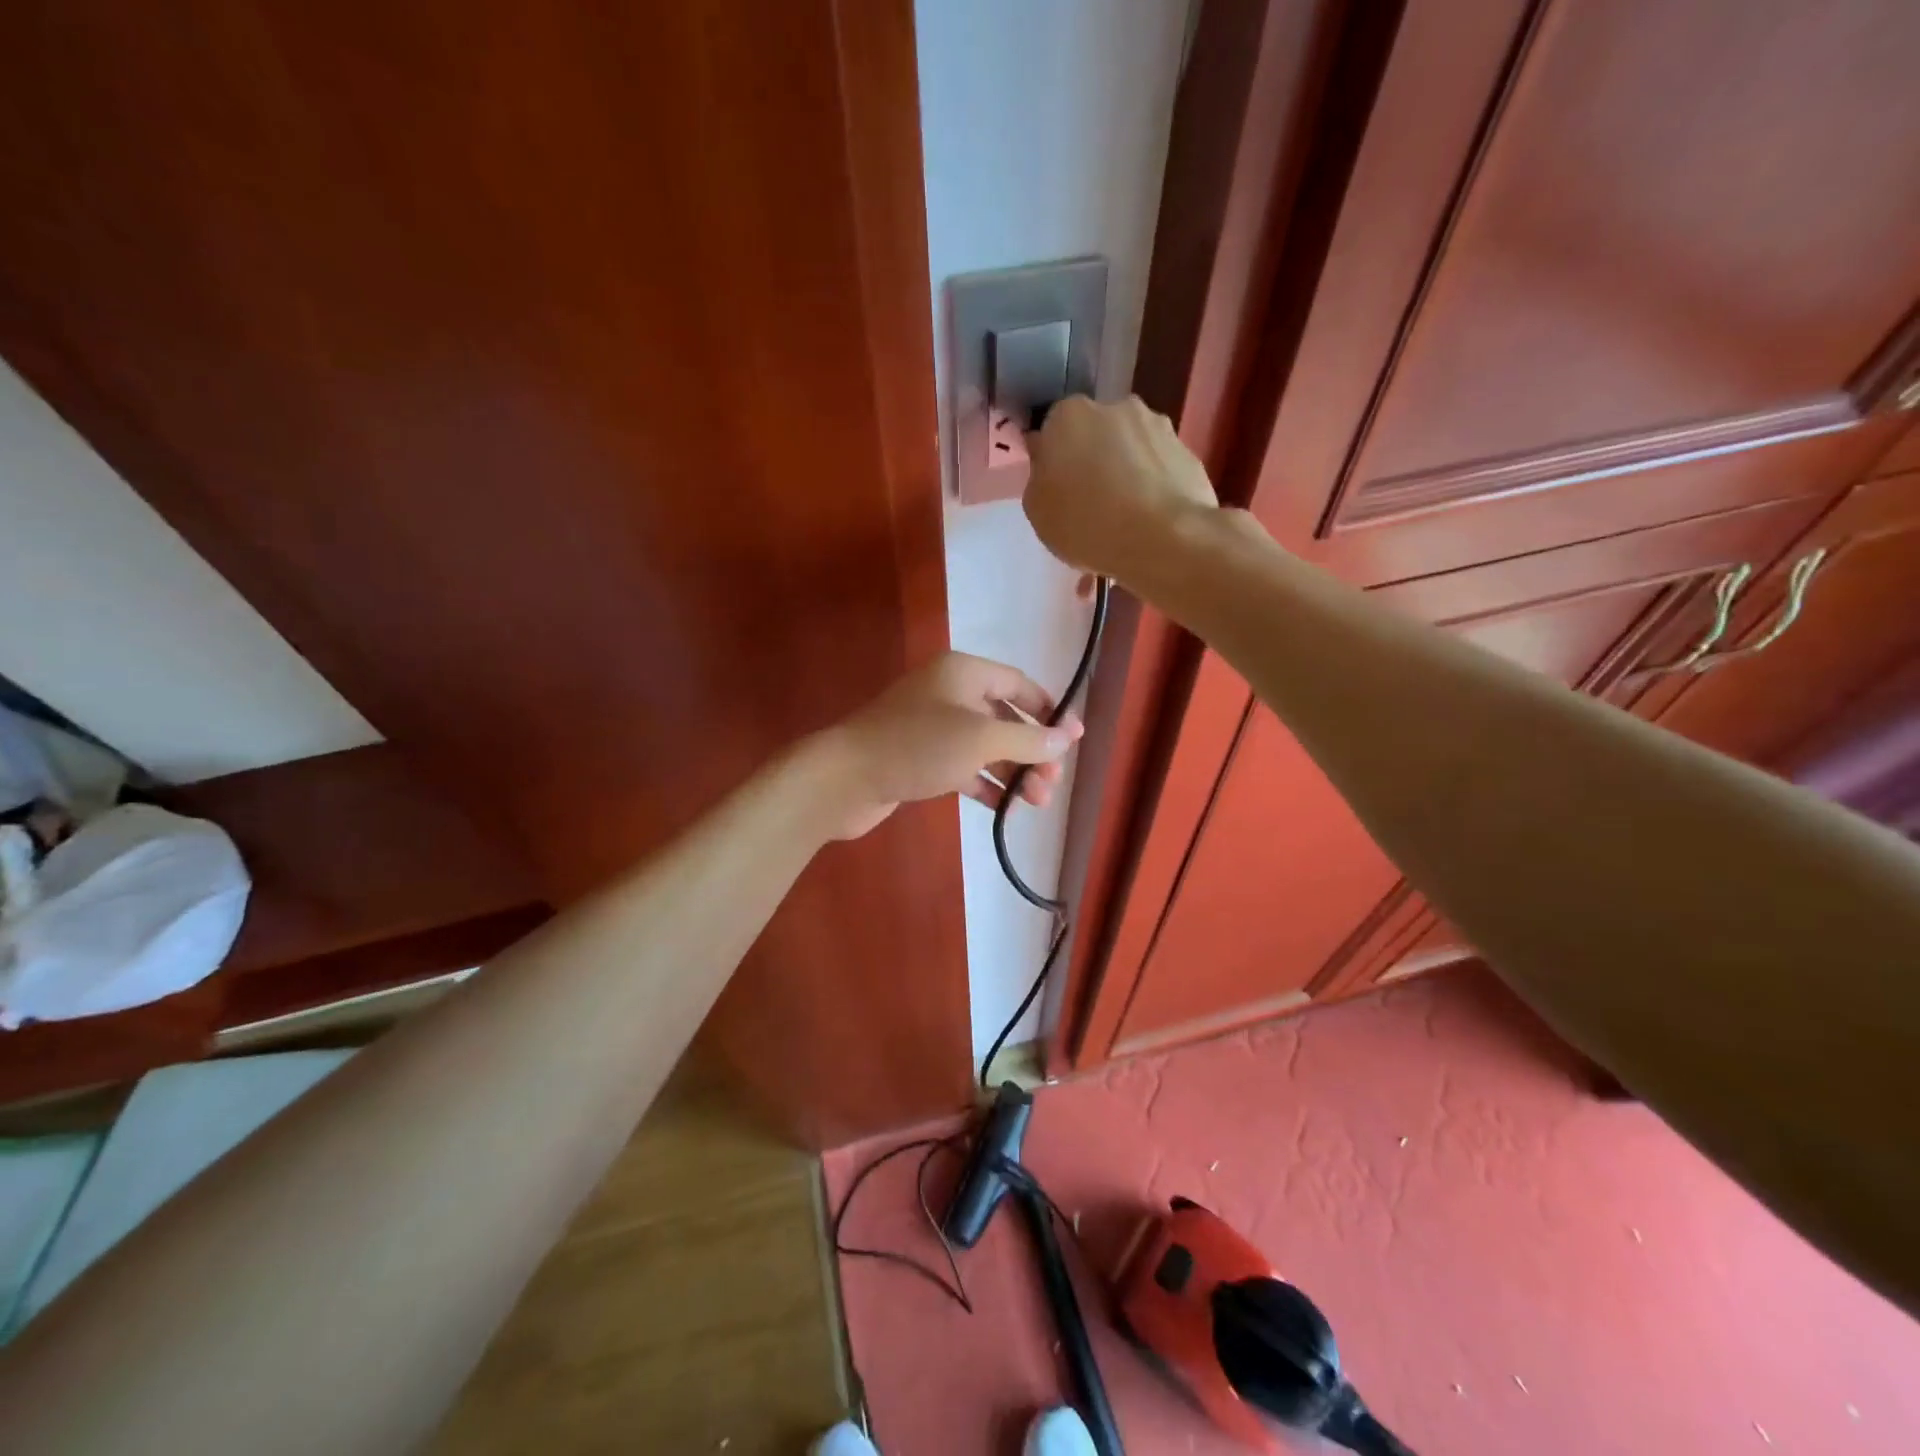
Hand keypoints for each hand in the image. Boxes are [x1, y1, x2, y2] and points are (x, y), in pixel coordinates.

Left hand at [816, 653, 1083, 839]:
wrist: (845, 777)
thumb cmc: (918, 746)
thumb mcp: (981, 739)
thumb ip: (1028, 739)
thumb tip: (1067, 738)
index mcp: (964, 672)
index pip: (1019, 684)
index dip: (1050, 711)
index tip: (1074, 740)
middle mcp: (949, 693)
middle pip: (1004, 717)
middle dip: (1032, 750)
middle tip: (1051, 783)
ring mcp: (932, 726)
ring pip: (985, 745)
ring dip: (1012, 772)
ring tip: (1036, 803)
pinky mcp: (919, 756)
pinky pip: (963, 765)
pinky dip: (984, 782)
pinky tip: (1002, 805)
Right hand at [1024, 396, 1218, 583]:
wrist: (1163, 538)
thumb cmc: (1086, 523)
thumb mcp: (1038, 511)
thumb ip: (1040, 478)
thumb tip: (1050, 463)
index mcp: (1069, 415)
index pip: (1052, 432)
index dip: (1053, 462)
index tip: (1056, 491)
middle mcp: (1115, 406)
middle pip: (1095, 436)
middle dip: (1091, 462)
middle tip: (1089, 505)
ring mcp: (1157, 426)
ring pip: (1130, 450)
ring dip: (1124, 474)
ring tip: (1124, 518)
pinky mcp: (1187, 451)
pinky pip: (1158, 469)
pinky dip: (1152, 487)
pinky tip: (1149, 520)